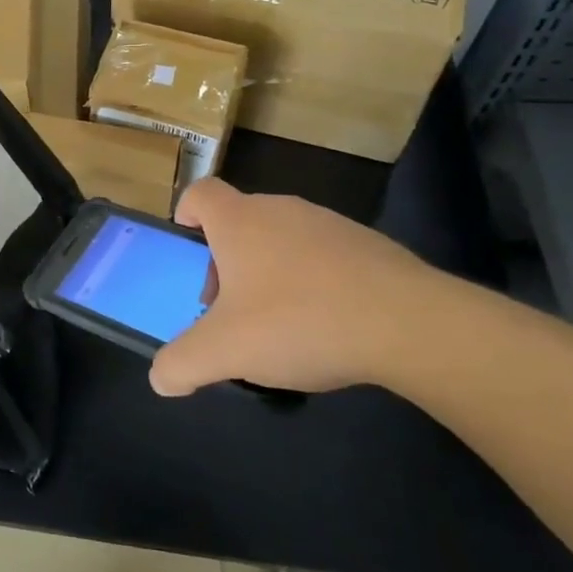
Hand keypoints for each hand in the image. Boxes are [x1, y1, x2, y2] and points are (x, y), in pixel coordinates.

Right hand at [148, 178, 446, 397]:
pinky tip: (328, 324)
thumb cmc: (299, 321)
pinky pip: (324, 257)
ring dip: (270, 272)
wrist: (411, 324)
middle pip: (240, 222)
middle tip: (229, 307)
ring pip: (283, 239)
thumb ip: (182, 363)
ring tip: (280, 322)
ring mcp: (329, 224)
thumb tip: (160, 379)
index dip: (187, 211)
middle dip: (226, 261)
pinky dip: (314, 281)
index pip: (200, 193)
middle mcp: (281, 210)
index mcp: (240, 222)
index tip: (188, 239)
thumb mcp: (225, 351)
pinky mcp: (369, 246)